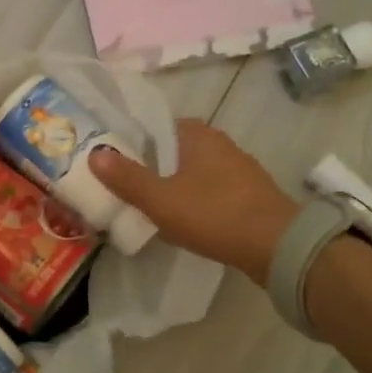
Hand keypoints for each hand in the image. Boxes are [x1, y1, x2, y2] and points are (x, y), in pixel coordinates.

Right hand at [88, 119, 299, 284]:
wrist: (277, 246)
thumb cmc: (214, 214)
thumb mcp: (160, 199)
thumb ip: (126, 178)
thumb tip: (94, 153)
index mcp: (196, 134)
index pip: (154, 126)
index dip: (130, 141)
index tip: (110, 160)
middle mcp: (218, 143)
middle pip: (171, 149)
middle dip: (149, 165)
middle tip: (122, 186)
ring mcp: (237, 168)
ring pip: (191, 171)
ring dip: (171, 184)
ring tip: (147, 205)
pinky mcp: (248, 194)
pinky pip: (209, 190)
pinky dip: (193, 199)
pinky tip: (182, 219)